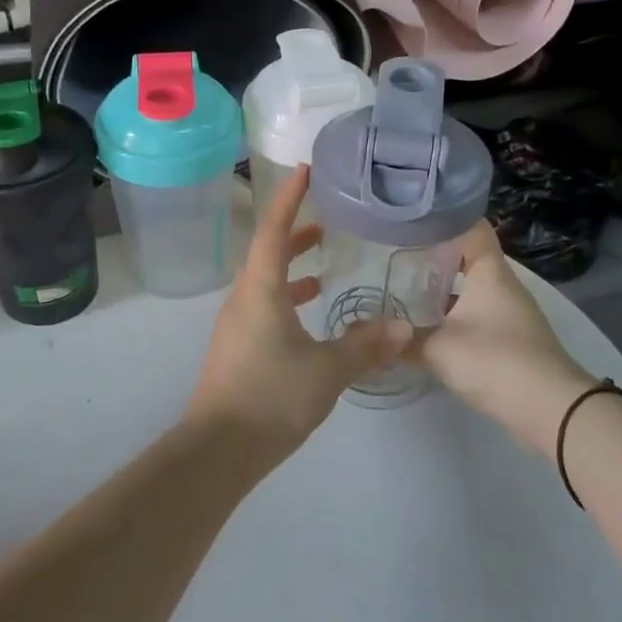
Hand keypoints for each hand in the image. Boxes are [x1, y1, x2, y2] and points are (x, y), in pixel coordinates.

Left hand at [186, 166, 410, 462]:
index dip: (289, 199)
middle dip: (295, 235)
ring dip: (292, 271)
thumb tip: (403, 327)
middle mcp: (243, 299)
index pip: (272, 229)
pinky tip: (311, 322)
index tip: (305, 171)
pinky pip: (265, 310)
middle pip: (267, 254)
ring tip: (324, 270)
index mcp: (259, 290)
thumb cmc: (271, 396)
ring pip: (266, 284)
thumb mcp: (326, 370)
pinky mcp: (238, 350)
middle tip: (326, 224)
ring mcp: (237, 326)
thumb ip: (365, 345)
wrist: (218, 450)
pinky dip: (288, 302)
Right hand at [415, 220, 596, 457]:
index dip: (443, 219)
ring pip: (471, 291)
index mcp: (490, 273)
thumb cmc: (495, 361)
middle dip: (433, 258)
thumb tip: (371, 333)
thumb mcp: (439, 349)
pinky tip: (428, 330)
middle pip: (467, 259)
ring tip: (403, 293)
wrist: (552, 411)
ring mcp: (511, 314)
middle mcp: (503, 286)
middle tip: (394, 259)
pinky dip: (454, 318)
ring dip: (442, 292)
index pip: (471, 227)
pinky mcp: (513, 341)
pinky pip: (477, 317)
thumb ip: (404, 339)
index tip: (411, 220)